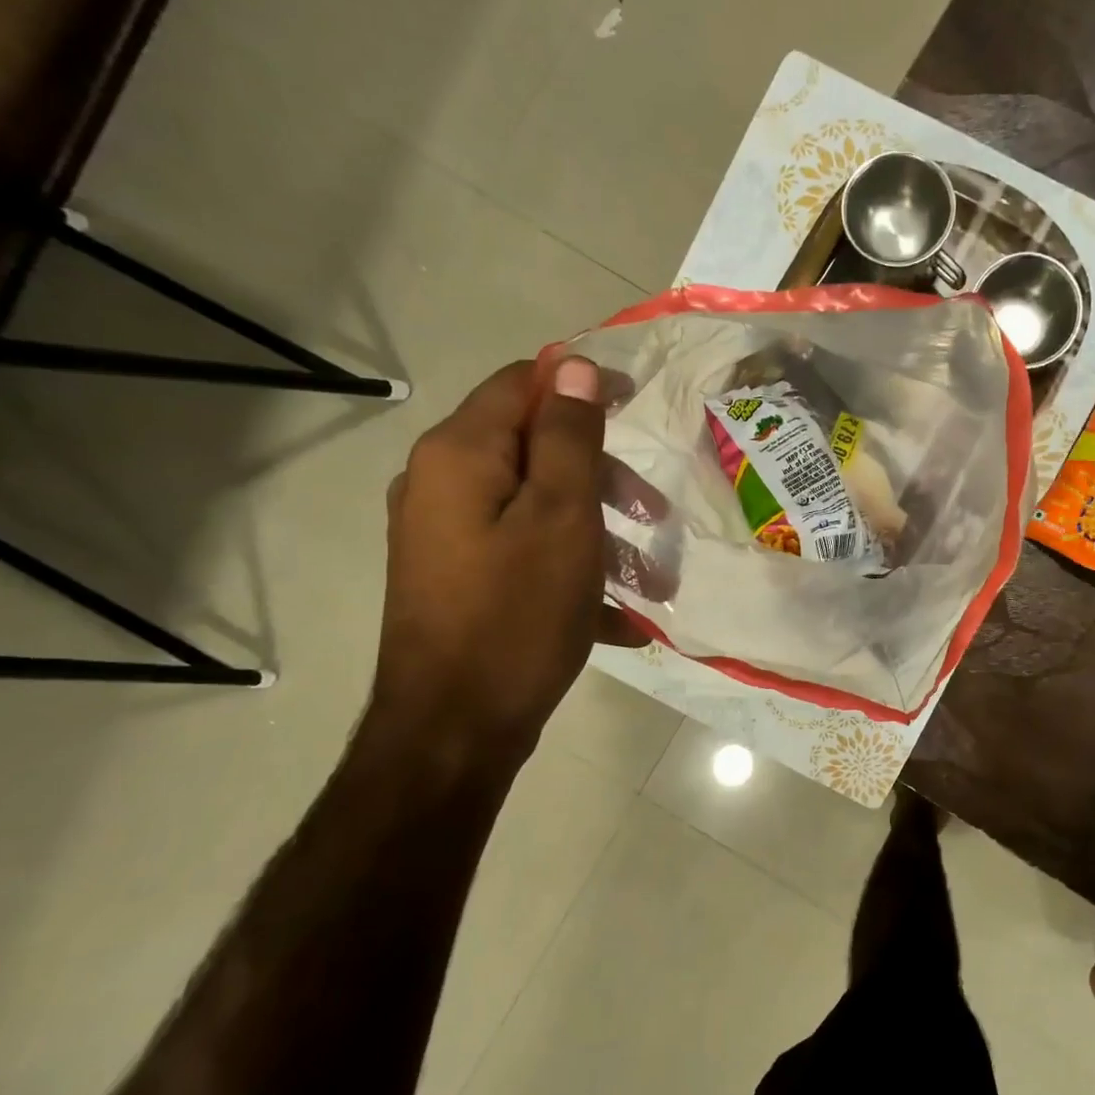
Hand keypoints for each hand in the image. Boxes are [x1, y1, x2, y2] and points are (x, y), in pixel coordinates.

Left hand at [371, 356, 645, 769]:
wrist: (454, 730)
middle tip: (653, 515)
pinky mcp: (457, 578)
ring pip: (536, 506)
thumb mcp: (562, 519)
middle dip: (601, 474)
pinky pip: (523, 553)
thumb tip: (573, 364)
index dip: (582, 385)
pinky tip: (616, 619)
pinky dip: (570, 571)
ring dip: (597, 532)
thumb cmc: (518, 616)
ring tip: (649, 580)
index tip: (639, 408)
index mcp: (460, 454)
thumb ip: (569, 437)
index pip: (523, 383)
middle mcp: (440, 483)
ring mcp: (445, 535)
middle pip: (533, 447)